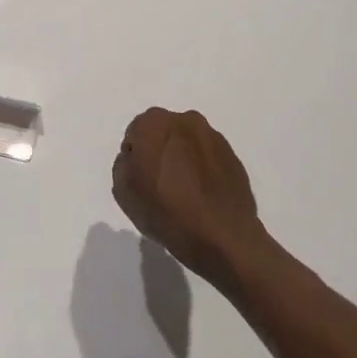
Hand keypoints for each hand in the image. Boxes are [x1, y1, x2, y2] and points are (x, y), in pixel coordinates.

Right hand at [111, 107, 274, 291]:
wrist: (222, 237)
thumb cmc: (165, 211)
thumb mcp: (123, 190)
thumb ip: (124, 163)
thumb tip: (138, 157)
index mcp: (154, 123)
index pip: (135, 133)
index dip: (136, 157)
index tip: (141, 179)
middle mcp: (185, 120)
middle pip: (164, 133)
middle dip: (160, 152)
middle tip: (160, 183)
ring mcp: (213, 137)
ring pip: (188, 144)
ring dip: (183, 159)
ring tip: (184, 192)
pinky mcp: (233, 156)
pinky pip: (208, 158)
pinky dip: (203, 170)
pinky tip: (202, 195)